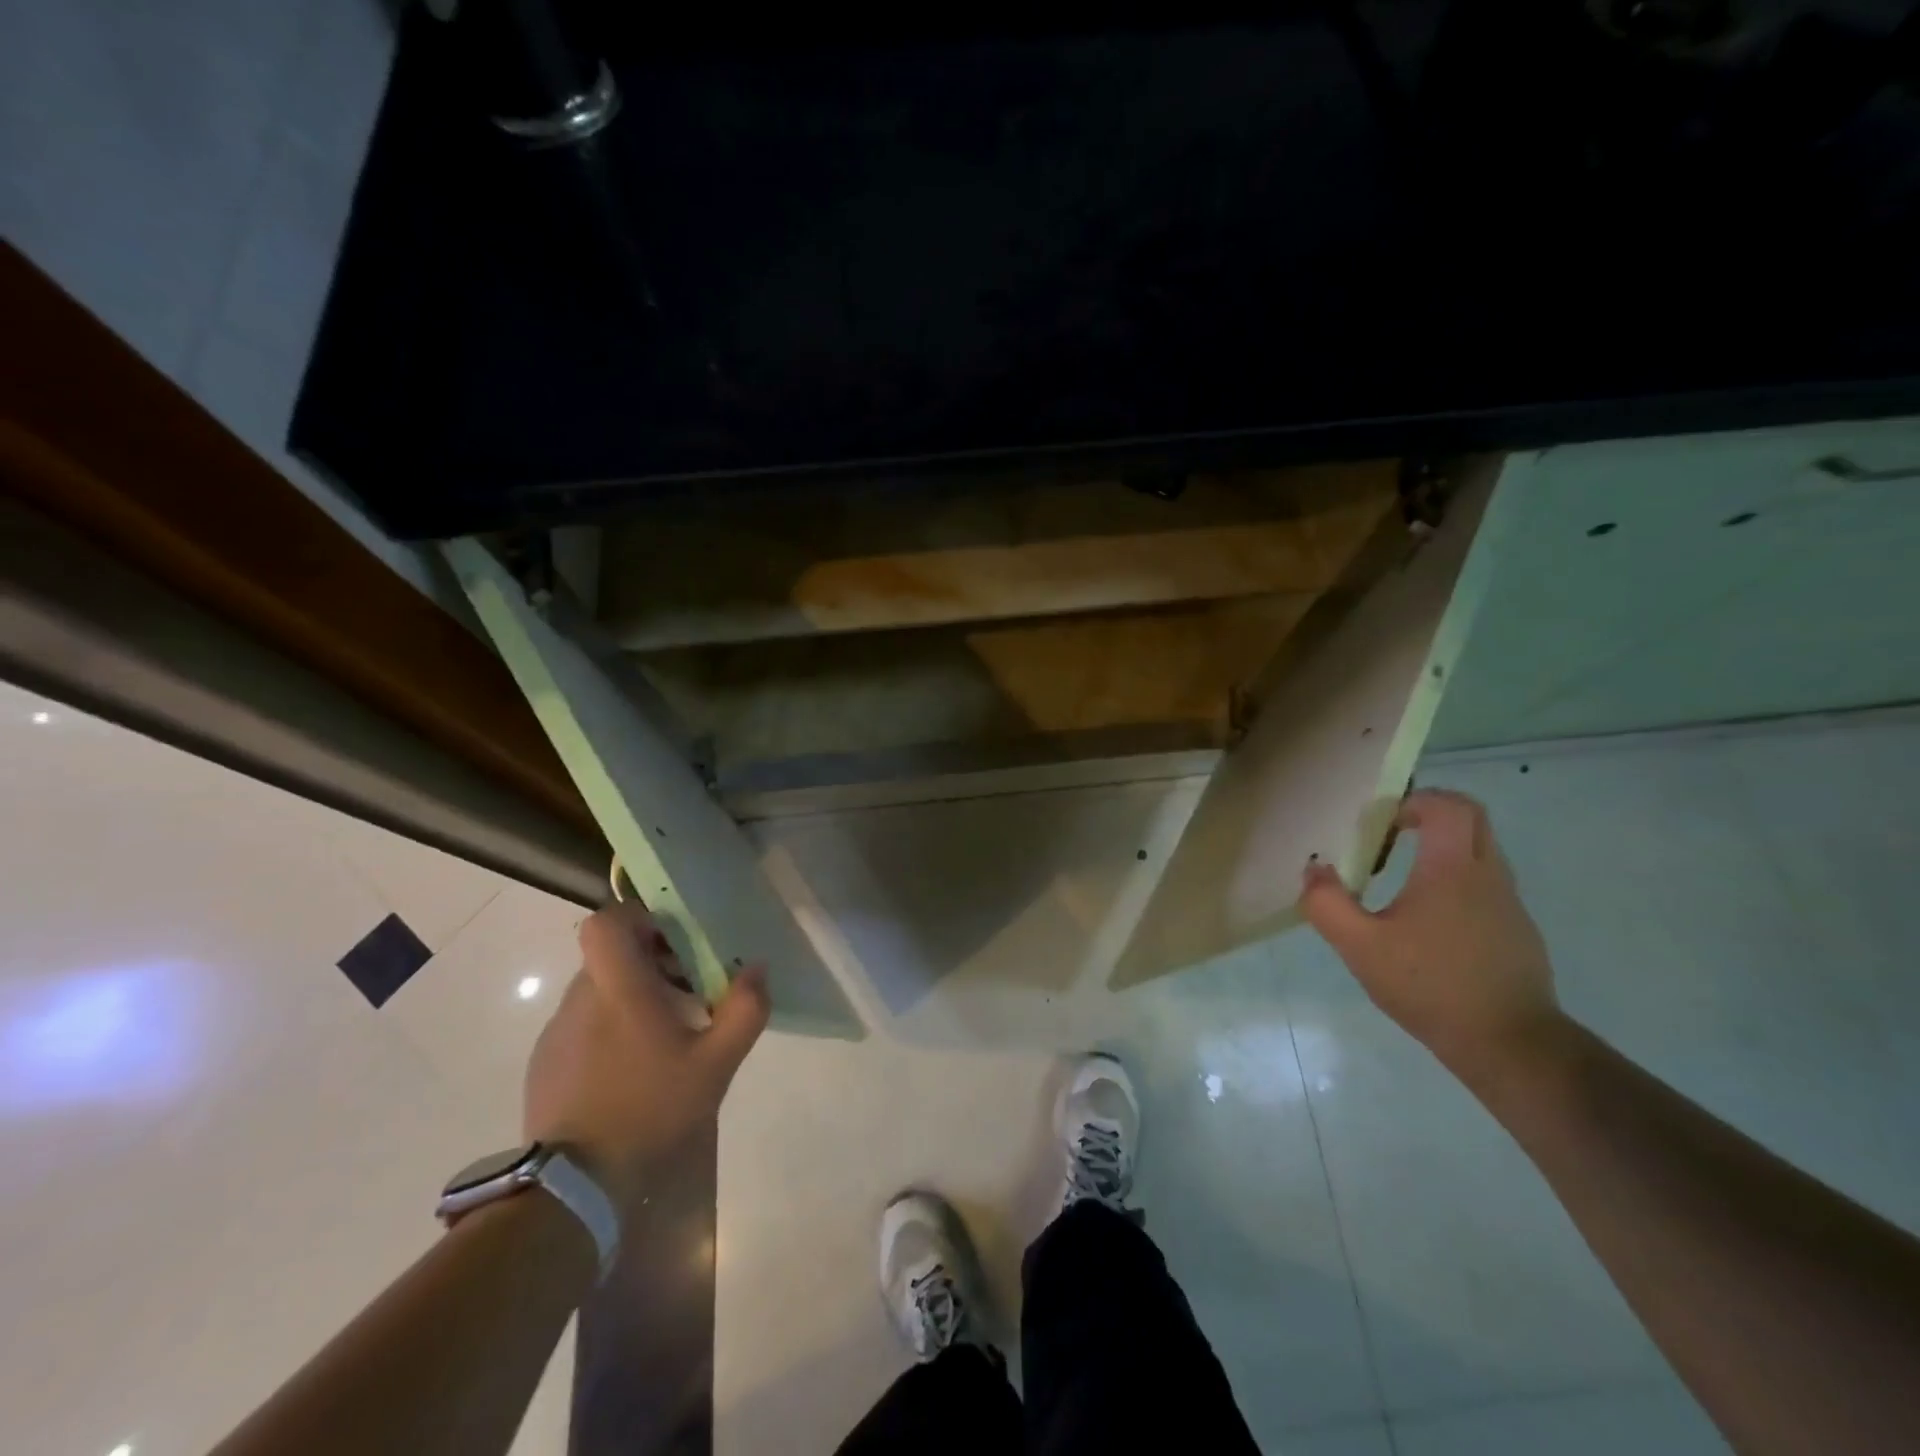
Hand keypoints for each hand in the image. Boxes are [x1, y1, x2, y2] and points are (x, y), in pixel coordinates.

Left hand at [523, 900, 768, 1217]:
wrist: (573, 1188)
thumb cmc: (650, 1110)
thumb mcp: (716, 1064)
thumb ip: (745, 1009)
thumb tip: (756, 968)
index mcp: (619, 989)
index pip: (606, 922)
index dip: (638, 918)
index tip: (671, 940)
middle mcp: (580, 999)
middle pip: (610, 955)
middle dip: (648, 962)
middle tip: (685, 993)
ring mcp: (556, 1033)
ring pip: (596, 990)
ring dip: (629, 998)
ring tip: (661, 1039)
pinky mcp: (544, 1064)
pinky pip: (581, 1026)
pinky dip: (607, 1030)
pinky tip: (630, 1072)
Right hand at [1298, 789, 1561, 1083]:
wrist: (1510, 1045)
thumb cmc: (1430, 986)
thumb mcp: (1360, 946)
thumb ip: (1328, 904)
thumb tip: (1314, 870)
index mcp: (1452, 869)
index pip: (1449, 806)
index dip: (1416, 800)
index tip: (1384, 821)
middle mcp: (1488, 876)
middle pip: (1473, 819)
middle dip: (1433, 816)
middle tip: (1393, 835)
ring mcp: (1510, 905)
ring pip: (1482, 853)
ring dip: (1445, 851)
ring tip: (1404, 882)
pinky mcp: (1519, 933)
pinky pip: (1488, 887)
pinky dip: (1458, 884)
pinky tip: (1430, 925)